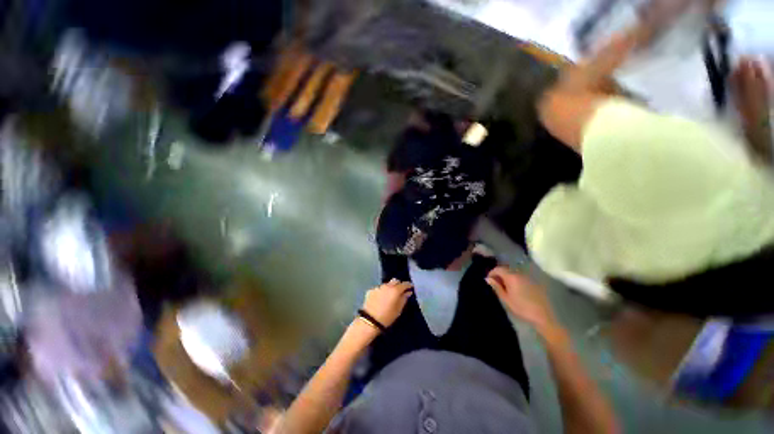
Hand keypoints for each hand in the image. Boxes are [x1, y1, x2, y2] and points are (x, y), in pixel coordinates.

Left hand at [361, 279, 413, 327]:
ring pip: (386, 284)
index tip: (411, 287)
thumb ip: (404, 299)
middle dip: (399, 284)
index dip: (408, 285)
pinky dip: (381, 292)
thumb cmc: (387, 317)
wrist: (369, 321)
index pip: (404, 284)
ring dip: (389, 288)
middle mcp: (387, 286)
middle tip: (400, 291)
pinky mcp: (371, 290)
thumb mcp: (398, 310)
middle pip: (395, 281)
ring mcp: (378, 287)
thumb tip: (408, 292)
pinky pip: (379, 288)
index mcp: (395, 290)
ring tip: (389, 296)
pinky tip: (380, 299)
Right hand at [486, 267, 557, 333]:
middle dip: (499, 275)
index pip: (498, 269)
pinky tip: (515, 289)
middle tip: (495, 284)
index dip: (492, 272)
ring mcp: (527, 277)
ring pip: (513, 273)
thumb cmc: (522, 308)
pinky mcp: (533, 282)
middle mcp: (519, 274)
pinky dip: (514, 280)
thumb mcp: (506, 299)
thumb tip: (488, 278)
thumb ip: (496, 287)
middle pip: (506, 269)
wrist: (543, 316)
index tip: (488, 280)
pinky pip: (520, 277)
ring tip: (504, 287)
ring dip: (507, 277)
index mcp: (511, 277)